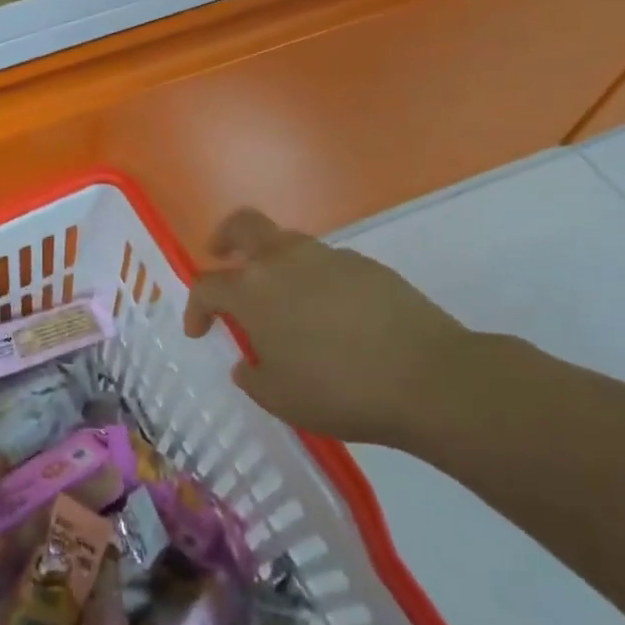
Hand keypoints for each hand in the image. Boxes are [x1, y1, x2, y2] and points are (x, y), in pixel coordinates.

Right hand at [183, 207, 472, 448]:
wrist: (429, 378)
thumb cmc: (339, 391)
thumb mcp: (279, 398)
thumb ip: (253, 375)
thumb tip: (249, 361)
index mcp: (253, 290)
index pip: (207, 285)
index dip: (195, 307)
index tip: (200, 331)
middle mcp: (284, 261)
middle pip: (243, 225)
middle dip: (225, 239)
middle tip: (221, 256)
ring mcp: (329, 257)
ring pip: (287, 242)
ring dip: (273, 261)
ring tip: (282, 298)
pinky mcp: (367, 265)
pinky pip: (326, 262)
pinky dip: (314, 278)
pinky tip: (330, 313)